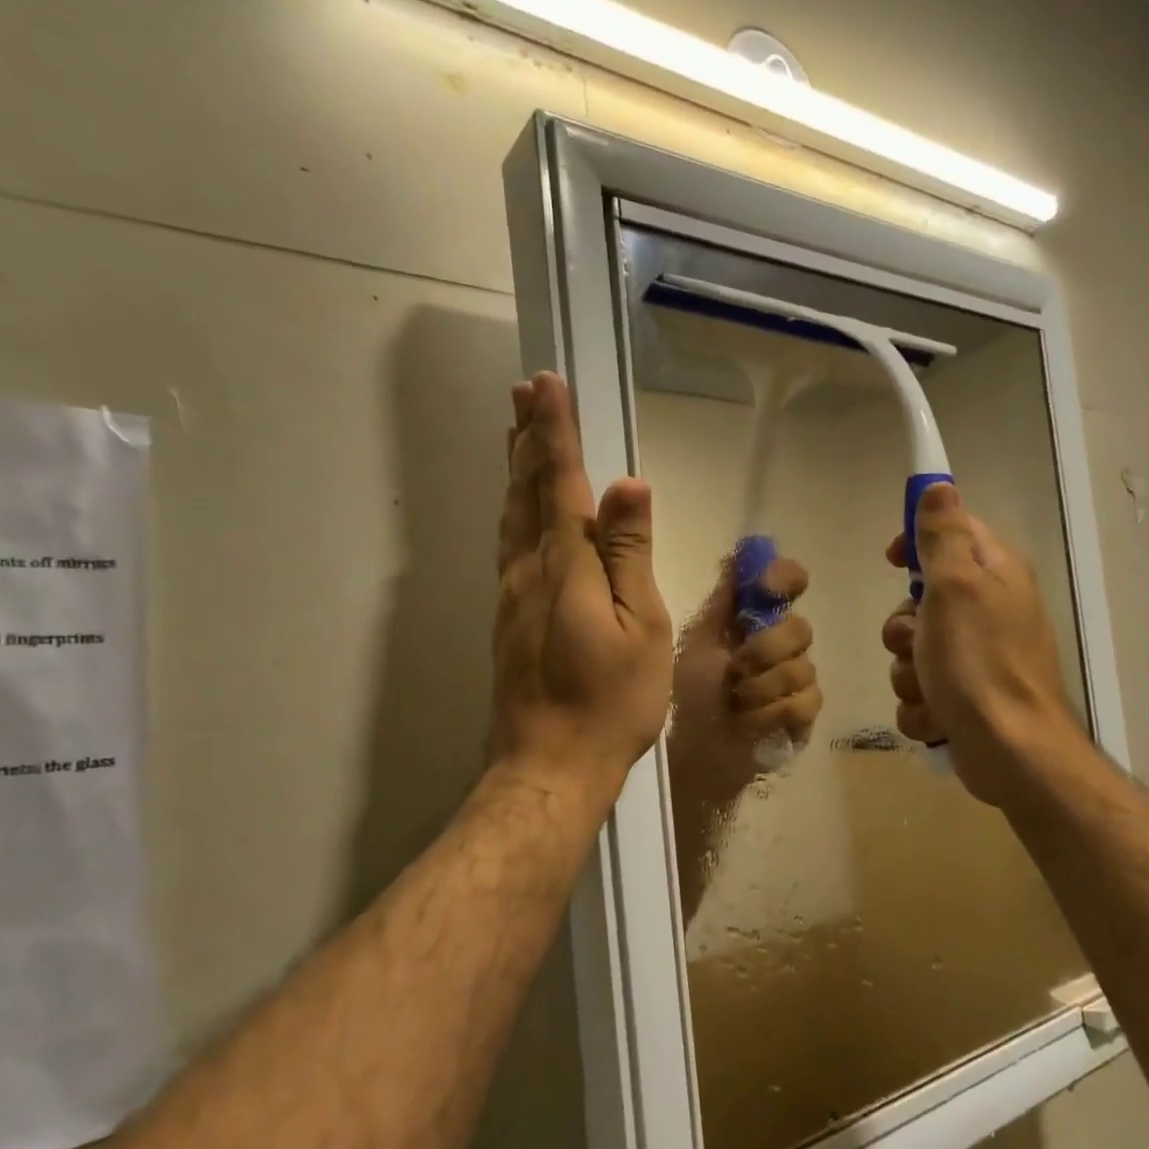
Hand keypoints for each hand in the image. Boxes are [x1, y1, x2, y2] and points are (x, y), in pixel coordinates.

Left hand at [490, 373, 673, 802]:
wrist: (550, 764)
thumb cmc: (610, 700)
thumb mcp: (640, 627)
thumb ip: (629, 554)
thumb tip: (628, 484)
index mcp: (565, 566)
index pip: (560, 482)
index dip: (555, 432)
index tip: (547, 383)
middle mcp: (529, 570)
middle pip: (525, 490)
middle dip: (527, 437)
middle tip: (525, 390)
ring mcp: (512, 596)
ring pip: (511, 515)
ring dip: (515, 467)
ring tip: (517, 431)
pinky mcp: (508, 619)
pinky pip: (510, 543)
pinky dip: (514, 508)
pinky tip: (519, 507)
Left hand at [668, 552, 821, 803]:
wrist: (687, 750)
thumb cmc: (685, 692)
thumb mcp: (695, 639)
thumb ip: (721, 599)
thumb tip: (738, 550)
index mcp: (752, 617)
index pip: (788, 580)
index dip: (785, 577)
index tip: (768, 588)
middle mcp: (779, 641)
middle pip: (800, 627)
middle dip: (764, 651)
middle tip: (734, 670)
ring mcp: (796, 679)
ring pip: (804, 667)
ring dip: (761, 689)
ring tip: (735, 703)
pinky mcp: (802, 715)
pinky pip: (806, 702)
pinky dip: (772, 714)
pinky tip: (749, 723)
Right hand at [882, 483, 1069, 808]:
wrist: (1011, 752)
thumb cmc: (979, 663)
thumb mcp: (955, 588)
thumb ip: (943, 536)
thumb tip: (939, 485)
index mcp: (994, 575)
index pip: (951, 533)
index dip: (916, 543)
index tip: (892, 561)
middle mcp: (990, 611)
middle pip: (921, 602)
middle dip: (904, 629)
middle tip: (914, 643)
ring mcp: (978, 658)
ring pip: (914, 651)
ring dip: (908, 673)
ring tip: (929, 690)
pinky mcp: (966, 698)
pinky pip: (921, 690)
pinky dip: (922, 705)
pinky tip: (938, 716)